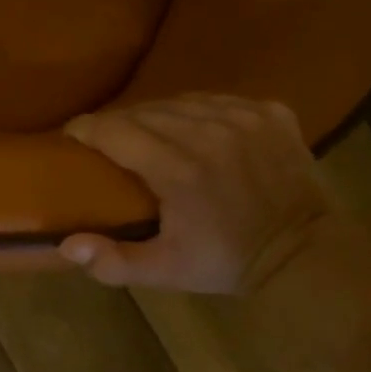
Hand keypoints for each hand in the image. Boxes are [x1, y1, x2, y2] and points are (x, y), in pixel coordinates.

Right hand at [59, 94, 338, 294]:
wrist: (304, 254)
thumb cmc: (224, 262)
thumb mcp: (163, 272)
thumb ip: (112, 261)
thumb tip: (66, 244)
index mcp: (178, 169)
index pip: (114, 130)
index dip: (85, 129)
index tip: (72, 137)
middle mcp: (210, 133)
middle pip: (144, 111)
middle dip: (118, 124)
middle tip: (107, 144)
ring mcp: (244, 117)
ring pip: (180, 100)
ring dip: (156, 115)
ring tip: (147, 135)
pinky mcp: (270, 112)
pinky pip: (217, 99)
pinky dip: (197, 111)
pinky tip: (194, 131)